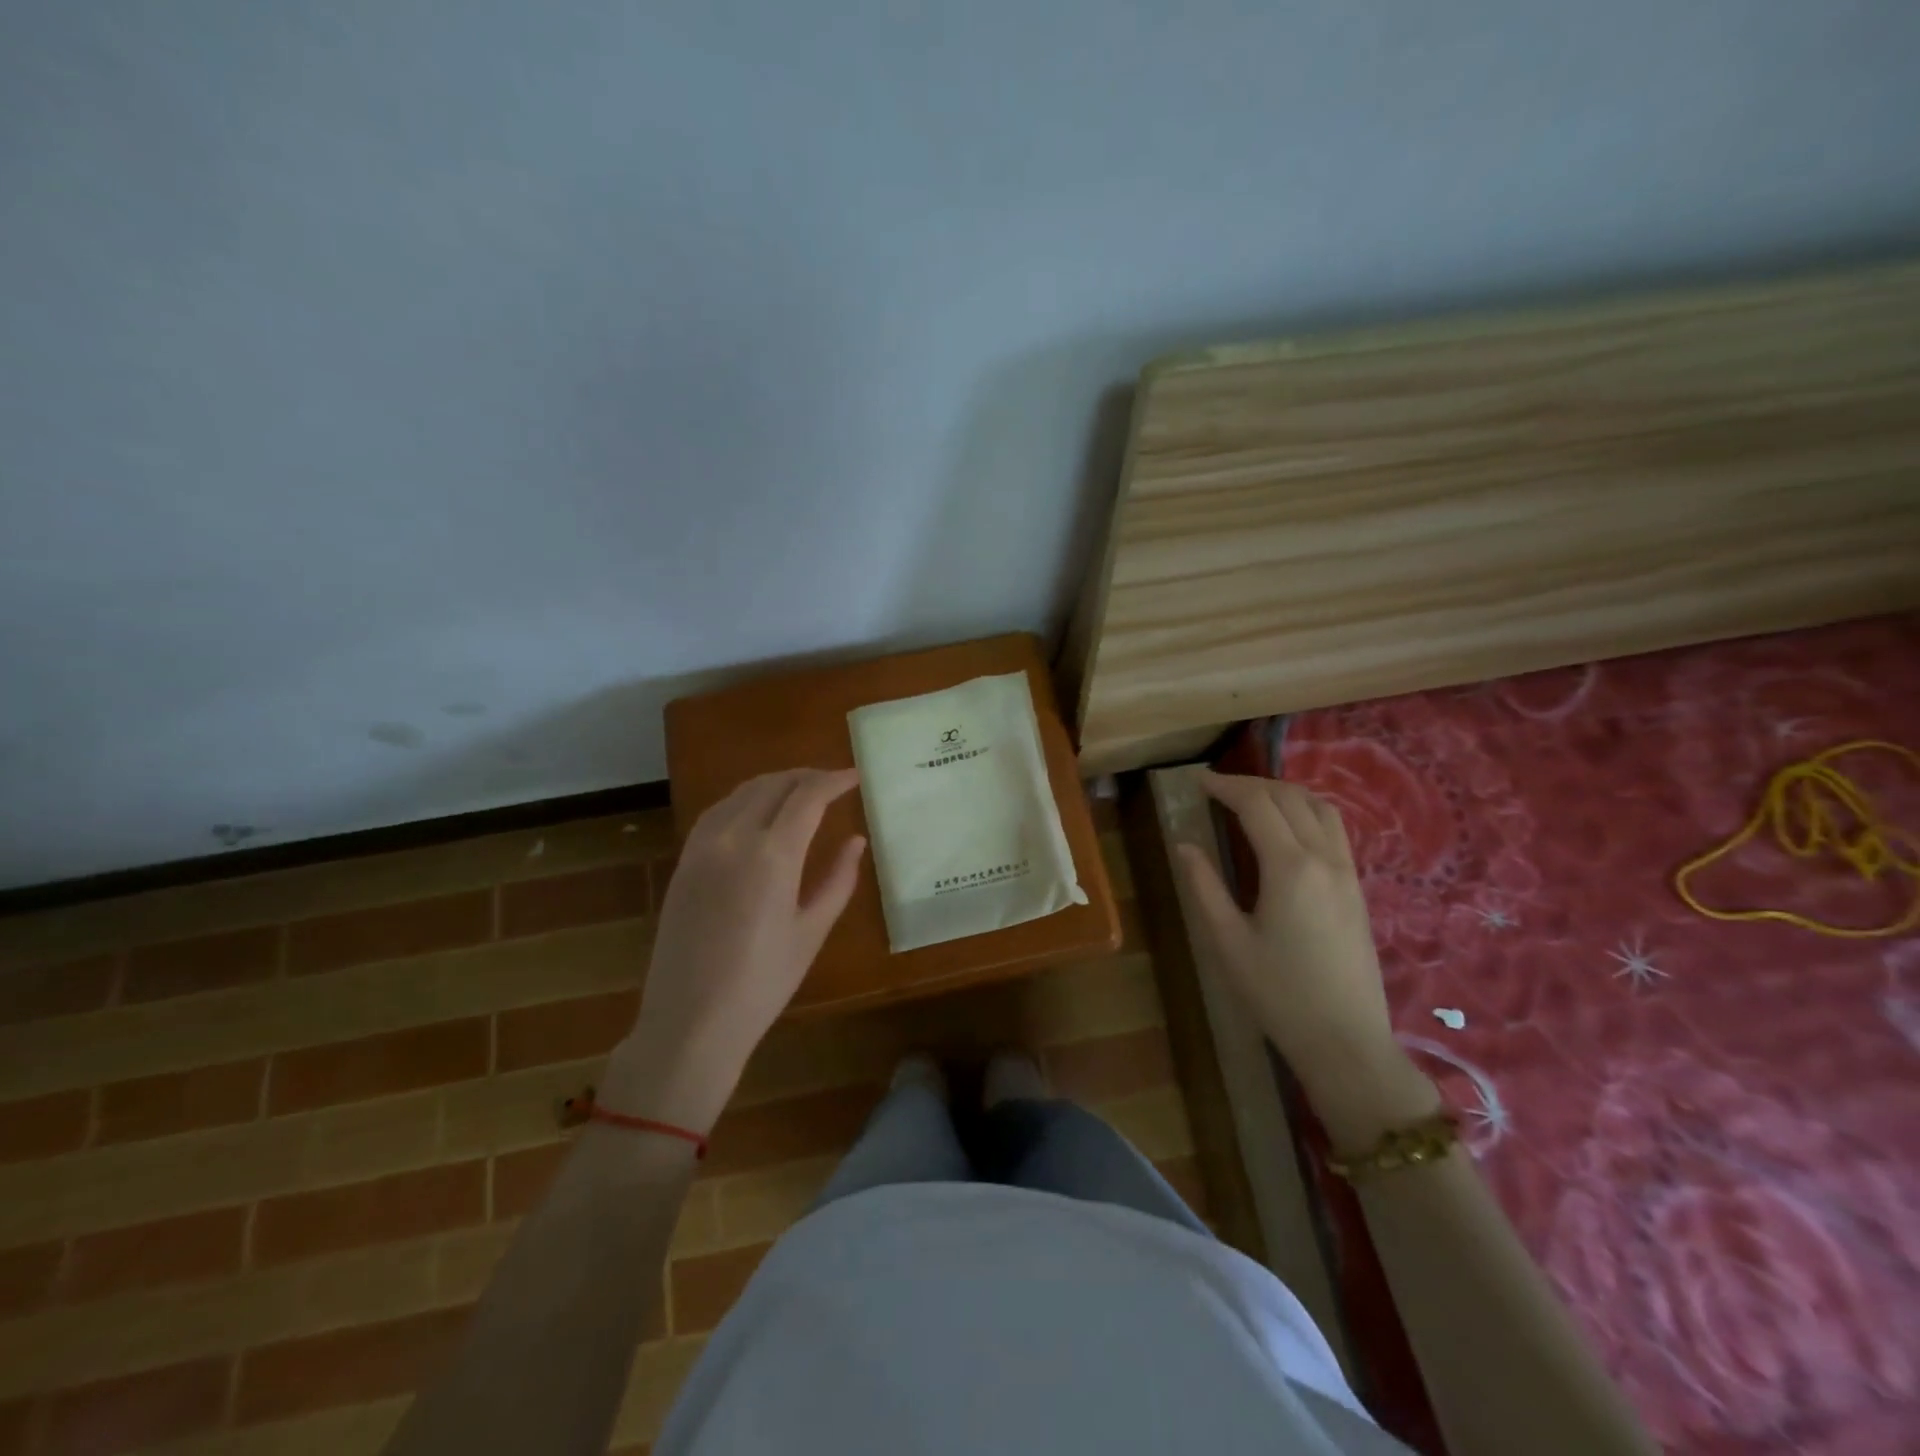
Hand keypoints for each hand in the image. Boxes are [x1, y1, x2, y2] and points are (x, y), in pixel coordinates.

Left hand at [601, 768, 865, 1131]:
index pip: (808, 796)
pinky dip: (744, 799)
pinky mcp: (684, 862)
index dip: (835, 781)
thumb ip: (838, 880)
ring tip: (801, 791)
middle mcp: (733, 838)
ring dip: (775, 783)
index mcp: (772, 855)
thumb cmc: (762, 984)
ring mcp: (702, 847)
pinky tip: (758, 812)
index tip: (856, 777)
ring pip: (742, 792)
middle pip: (774, 784)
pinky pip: (717, 812)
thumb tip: (856, 841)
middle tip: (834, 783)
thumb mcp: (811, 931)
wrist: (690, 1022)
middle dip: (807, 776)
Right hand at [1176, 770, 1435, 1146]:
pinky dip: (1306, 811)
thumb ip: (1204, 886)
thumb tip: (1184, 844)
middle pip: (1289, 797)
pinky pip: (1334, 830)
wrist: (1346, 1042)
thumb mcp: (1228, 942)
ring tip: (1251, 799)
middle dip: (1251, 783)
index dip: (1225, 786)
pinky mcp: (1357, 889)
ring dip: (1284, 792)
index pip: (1256, 804)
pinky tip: (1287, 828)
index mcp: (1290, 867)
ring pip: (1320, 807)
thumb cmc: (1278, 994)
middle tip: (1217, 788)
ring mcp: (1347, 872)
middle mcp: (1324, 858)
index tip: (1197, 780)